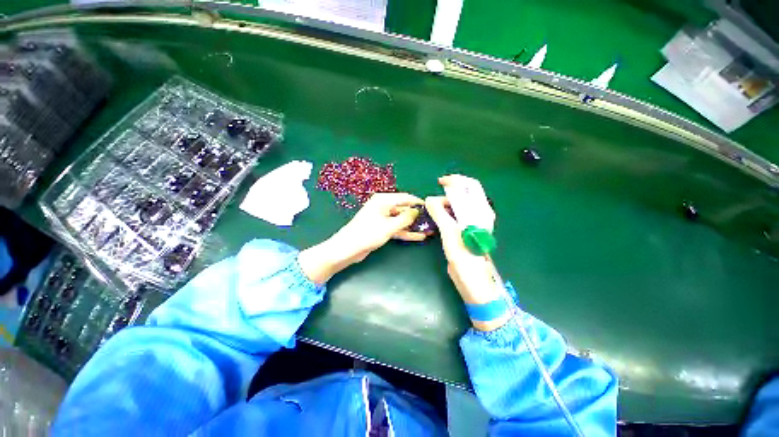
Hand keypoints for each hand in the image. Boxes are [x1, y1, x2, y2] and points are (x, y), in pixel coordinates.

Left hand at [299, 193, 425, 283]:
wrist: (348, 249)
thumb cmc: (368, 234)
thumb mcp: (389, 226)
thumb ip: (405, 218)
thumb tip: (418, 211)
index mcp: (383, 200)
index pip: (405, 197)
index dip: (418, 202)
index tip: (431, 207)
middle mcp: (383, 207)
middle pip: (404, 209)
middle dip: (417, 216)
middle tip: (432, 221)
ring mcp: (382, 218)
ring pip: (401, 220)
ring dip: (413, 226)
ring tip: (429, 230)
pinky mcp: (381, 228)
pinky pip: (396, 228)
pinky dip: (406, 232)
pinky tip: (419, 236)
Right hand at [425, 175, 509, 330]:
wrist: (471, 278)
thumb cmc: (463, 255)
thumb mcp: (449, 232)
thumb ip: (439, 213)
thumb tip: (430, 199)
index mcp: (481, 211)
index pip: (471, 186)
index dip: (455, 180)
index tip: (439, 182)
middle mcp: (480, 213)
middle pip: (465, 193)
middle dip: (448, 192)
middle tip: (434, 200)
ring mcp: (473, 222)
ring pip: (459, 204)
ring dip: (446, 202)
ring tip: (433, 209)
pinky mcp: (466, 229)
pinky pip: (456, 213)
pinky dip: (446, 211)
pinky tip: (438, 217)